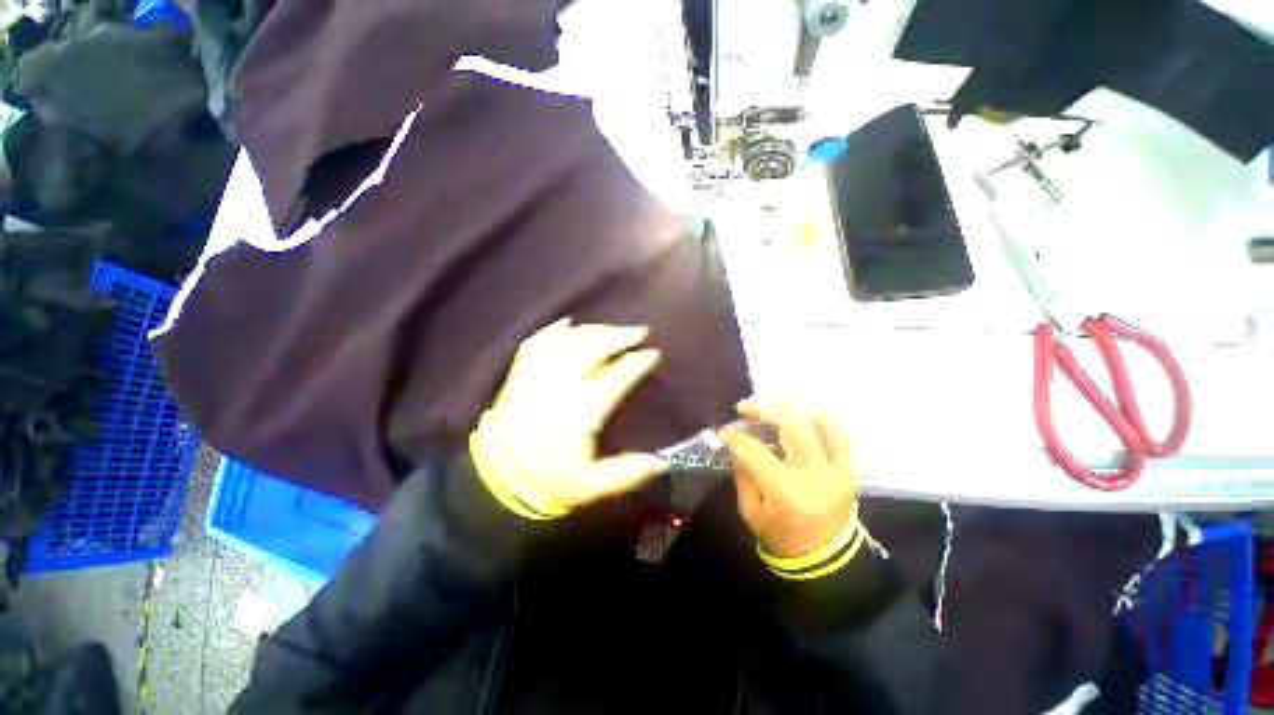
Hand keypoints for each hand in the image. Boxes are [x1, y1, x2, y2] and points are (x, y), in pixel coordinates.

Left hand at [473, 318, 669, 515]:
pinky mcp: (519, 375)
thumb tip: (662, 462)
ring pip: (568, 343)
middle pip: (591, 351)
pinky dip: (554, 330)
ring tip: (613, 328)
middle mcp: (559, 388)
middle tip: (638, 331)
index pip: (614, 379)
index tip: (653, 353)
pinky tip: (569, 322)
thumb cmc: (547, 481)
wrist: (496, 479)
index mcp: (579, 413)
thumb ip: (626, 474)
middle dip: (618, 338)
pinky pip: (537, 344)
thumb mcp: (589, 487)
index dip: (635, 364)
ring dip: (593, 331)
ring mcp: (536, 377)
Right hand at [721, 398, 858, 558]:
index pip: (757, 452)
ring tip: (772, 404)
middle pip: (793, 425)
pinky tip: (800, 413)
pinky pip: (839, 433)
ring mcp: (838, 469)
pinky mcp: (849, 468)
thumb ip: (743, 474)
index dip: (736, 437)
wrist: (828, 561)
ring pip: (821, 421)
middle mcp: (816, 475)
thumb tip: (737, 443)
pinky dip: (818, 418)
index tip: (724, 430)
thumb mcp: (751, 512)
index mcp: (788, 492)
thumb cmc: (782, 538)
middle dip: (764, 408)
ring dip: (793, 406)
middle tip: (745, 408)